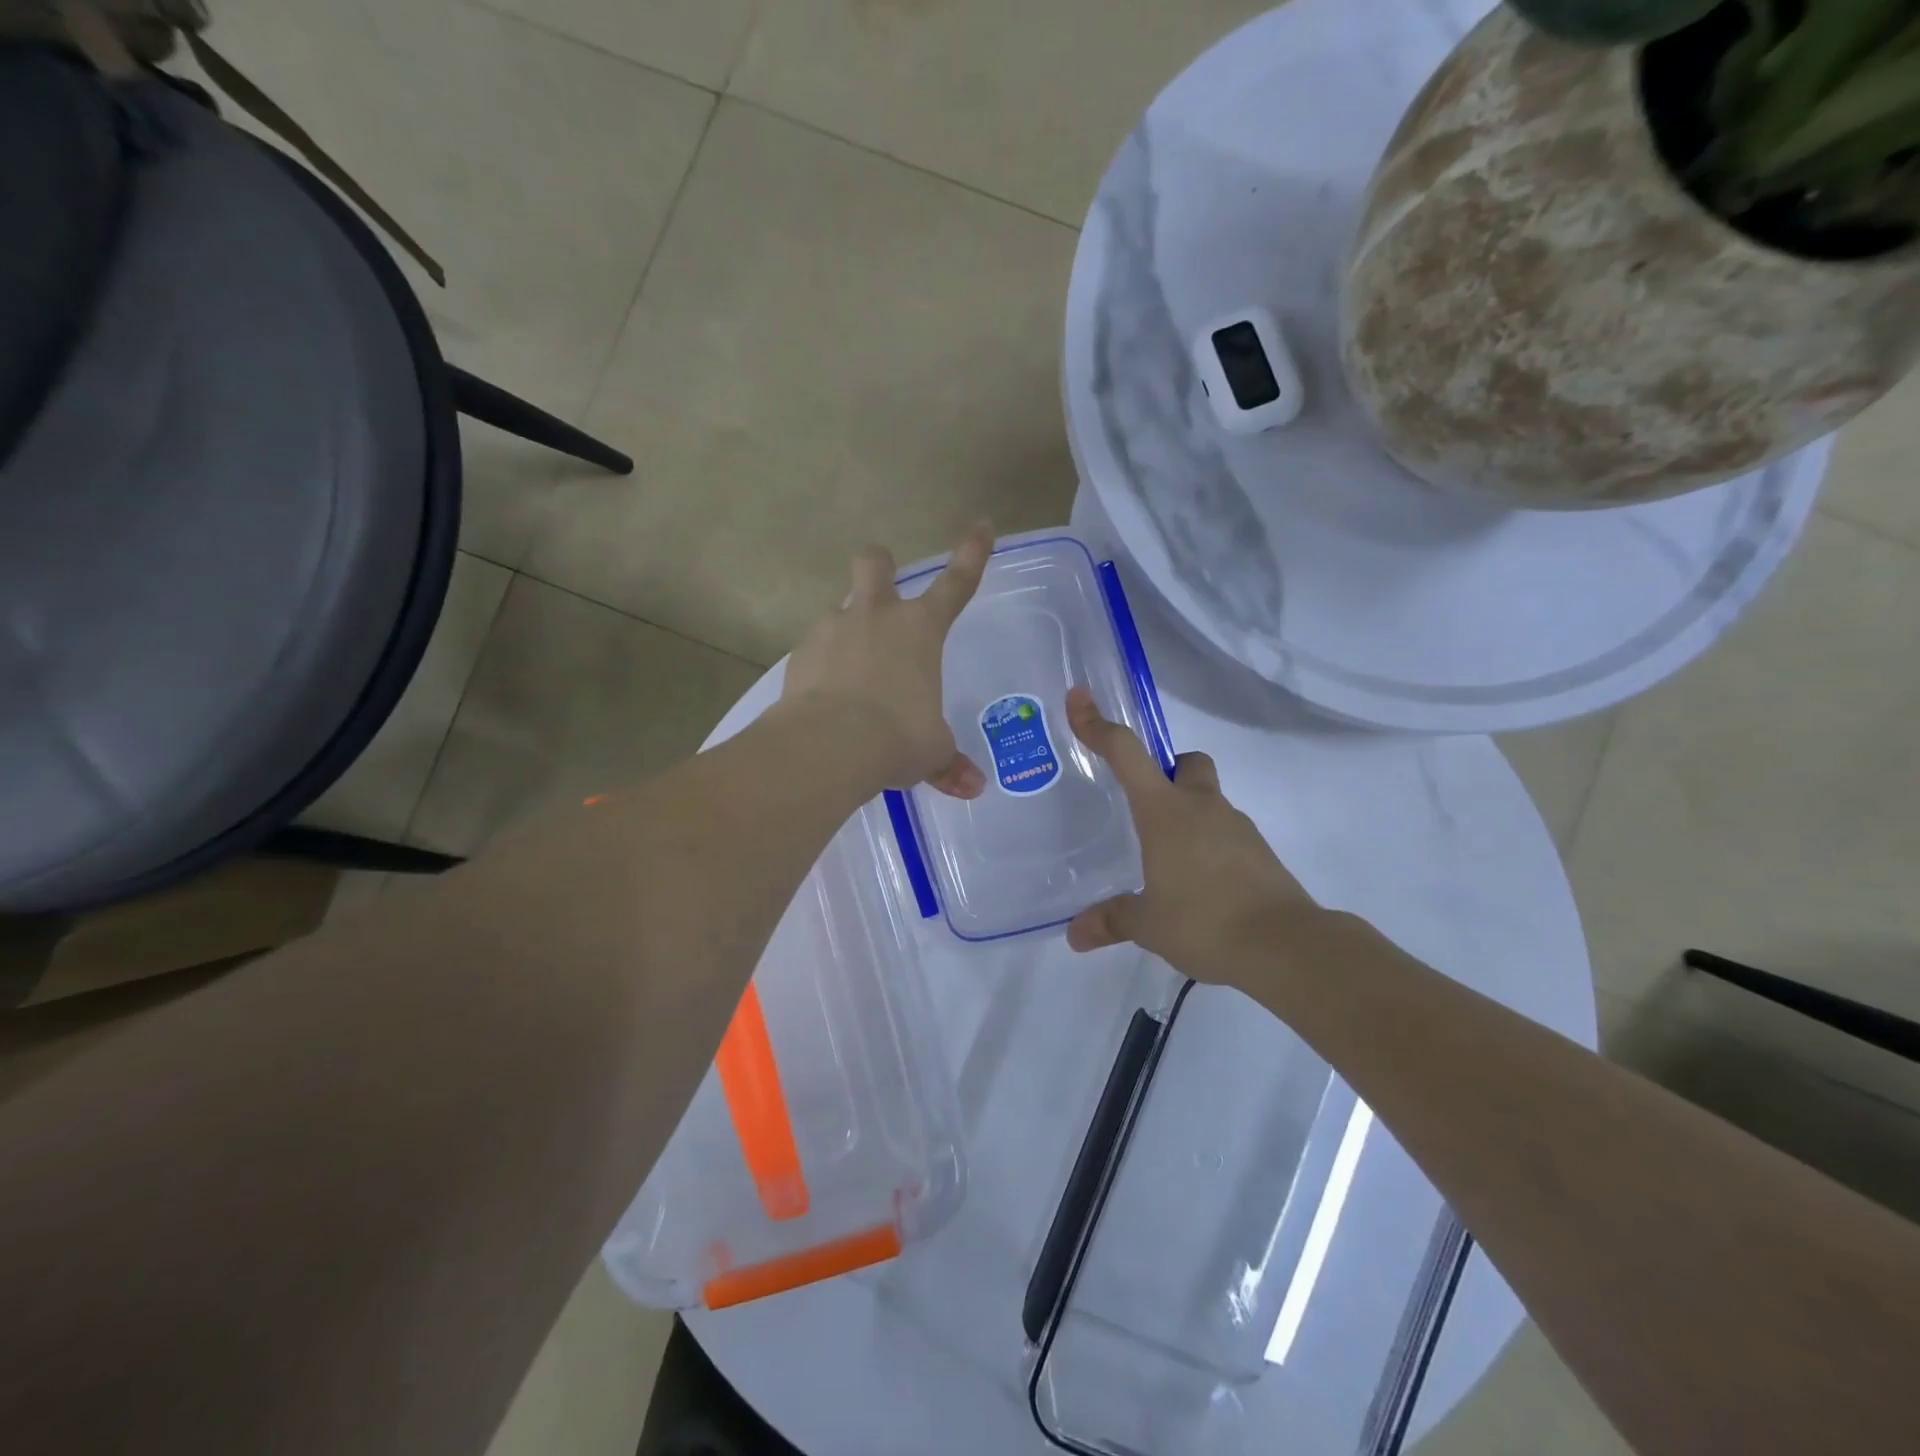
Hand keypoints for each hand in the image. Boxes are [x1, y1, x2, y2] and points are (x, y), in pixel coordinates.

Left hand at [782, 523, 992, 797]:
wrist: (829, 746)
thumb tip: (973, 787)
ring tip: (850, 674)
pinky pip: (814, 651)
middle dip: (880, 566)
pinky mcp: (799, 655)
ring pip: (838, 610)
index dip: (972, 553)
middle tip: (881, 586)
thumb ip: (949, 764)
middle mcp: (876, 617)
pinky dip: (821, 668)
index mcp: (920, 630)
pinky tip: (823, 699)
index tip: (981, 525)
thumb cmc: (897, 738)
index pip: (957, 582)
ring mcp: (832, 630)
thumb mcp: (931, 752)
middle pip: (875, 563)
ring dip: (846, 630)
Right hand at [1064, 687, 1321, 983]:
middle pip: (1187, 762)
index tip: (1080, 699)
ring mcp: (1237, 827)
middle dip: (1168, 771)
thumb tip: (1075, 935)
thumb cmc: (1204, 922)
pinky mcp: (1261, 853)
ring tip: (1170, 862)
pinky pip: (1227, 834)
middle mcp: (1202, 807)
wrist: (1286, 946)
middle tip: (1147, 807)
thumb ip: (1112, 920)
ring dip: (1189, 816)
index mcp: (1165, 811)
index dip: (1099, 726)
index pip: (1127, 754)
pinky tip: (1201, 885)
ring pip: (1209, 800)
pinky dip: (1211, 846)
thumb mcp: (1149, 924)